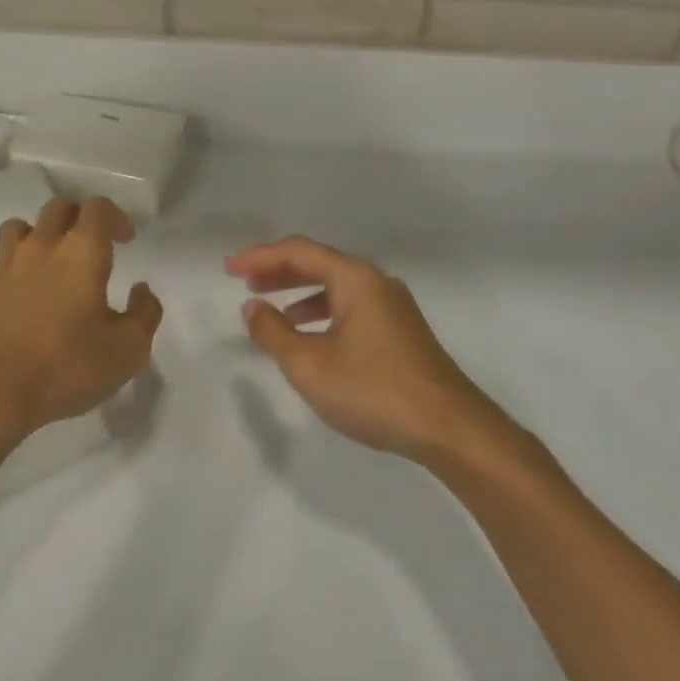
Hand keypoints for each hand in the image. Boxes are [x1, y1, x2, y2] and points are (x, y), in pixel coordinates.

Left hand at [0, 196, 162, 437]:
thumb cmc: (66, 367)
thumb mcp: (127, 350)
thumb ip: (144, 313)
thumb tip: (141, 290)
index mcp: (82, 251)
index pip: (98, 208)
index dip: (116, 217)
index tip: (125, 240)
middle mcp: (42, 245)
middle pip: (60, 207)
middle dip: (80, 219)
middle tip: (92, 246)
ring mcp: (6, 263)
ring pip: (23, 226)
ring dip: (42, 235)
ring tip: (51, 260)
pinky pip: (0, 259)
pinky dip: (15, 264)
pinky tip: (22, 290)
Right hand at [228, 236, 495, 462]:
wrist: (450, 428)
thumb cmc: (374, 391)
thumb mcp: (311, 366)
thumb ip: (275, 333)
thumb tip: (252, 308)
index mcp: (355, 278)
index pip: (299, 252)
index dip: (260, 256)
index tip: (229, 267)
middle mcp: (375, 281)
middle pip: (318, 262)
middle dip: (278, 270)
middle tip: (244, 280)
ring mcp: (392, 305)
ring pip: (335, 285)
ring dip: (299, 291)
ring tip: (269, 307)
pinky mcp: (400, 329)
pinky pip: (350, 304)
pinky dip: (322, 310)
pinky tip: (309, 334)